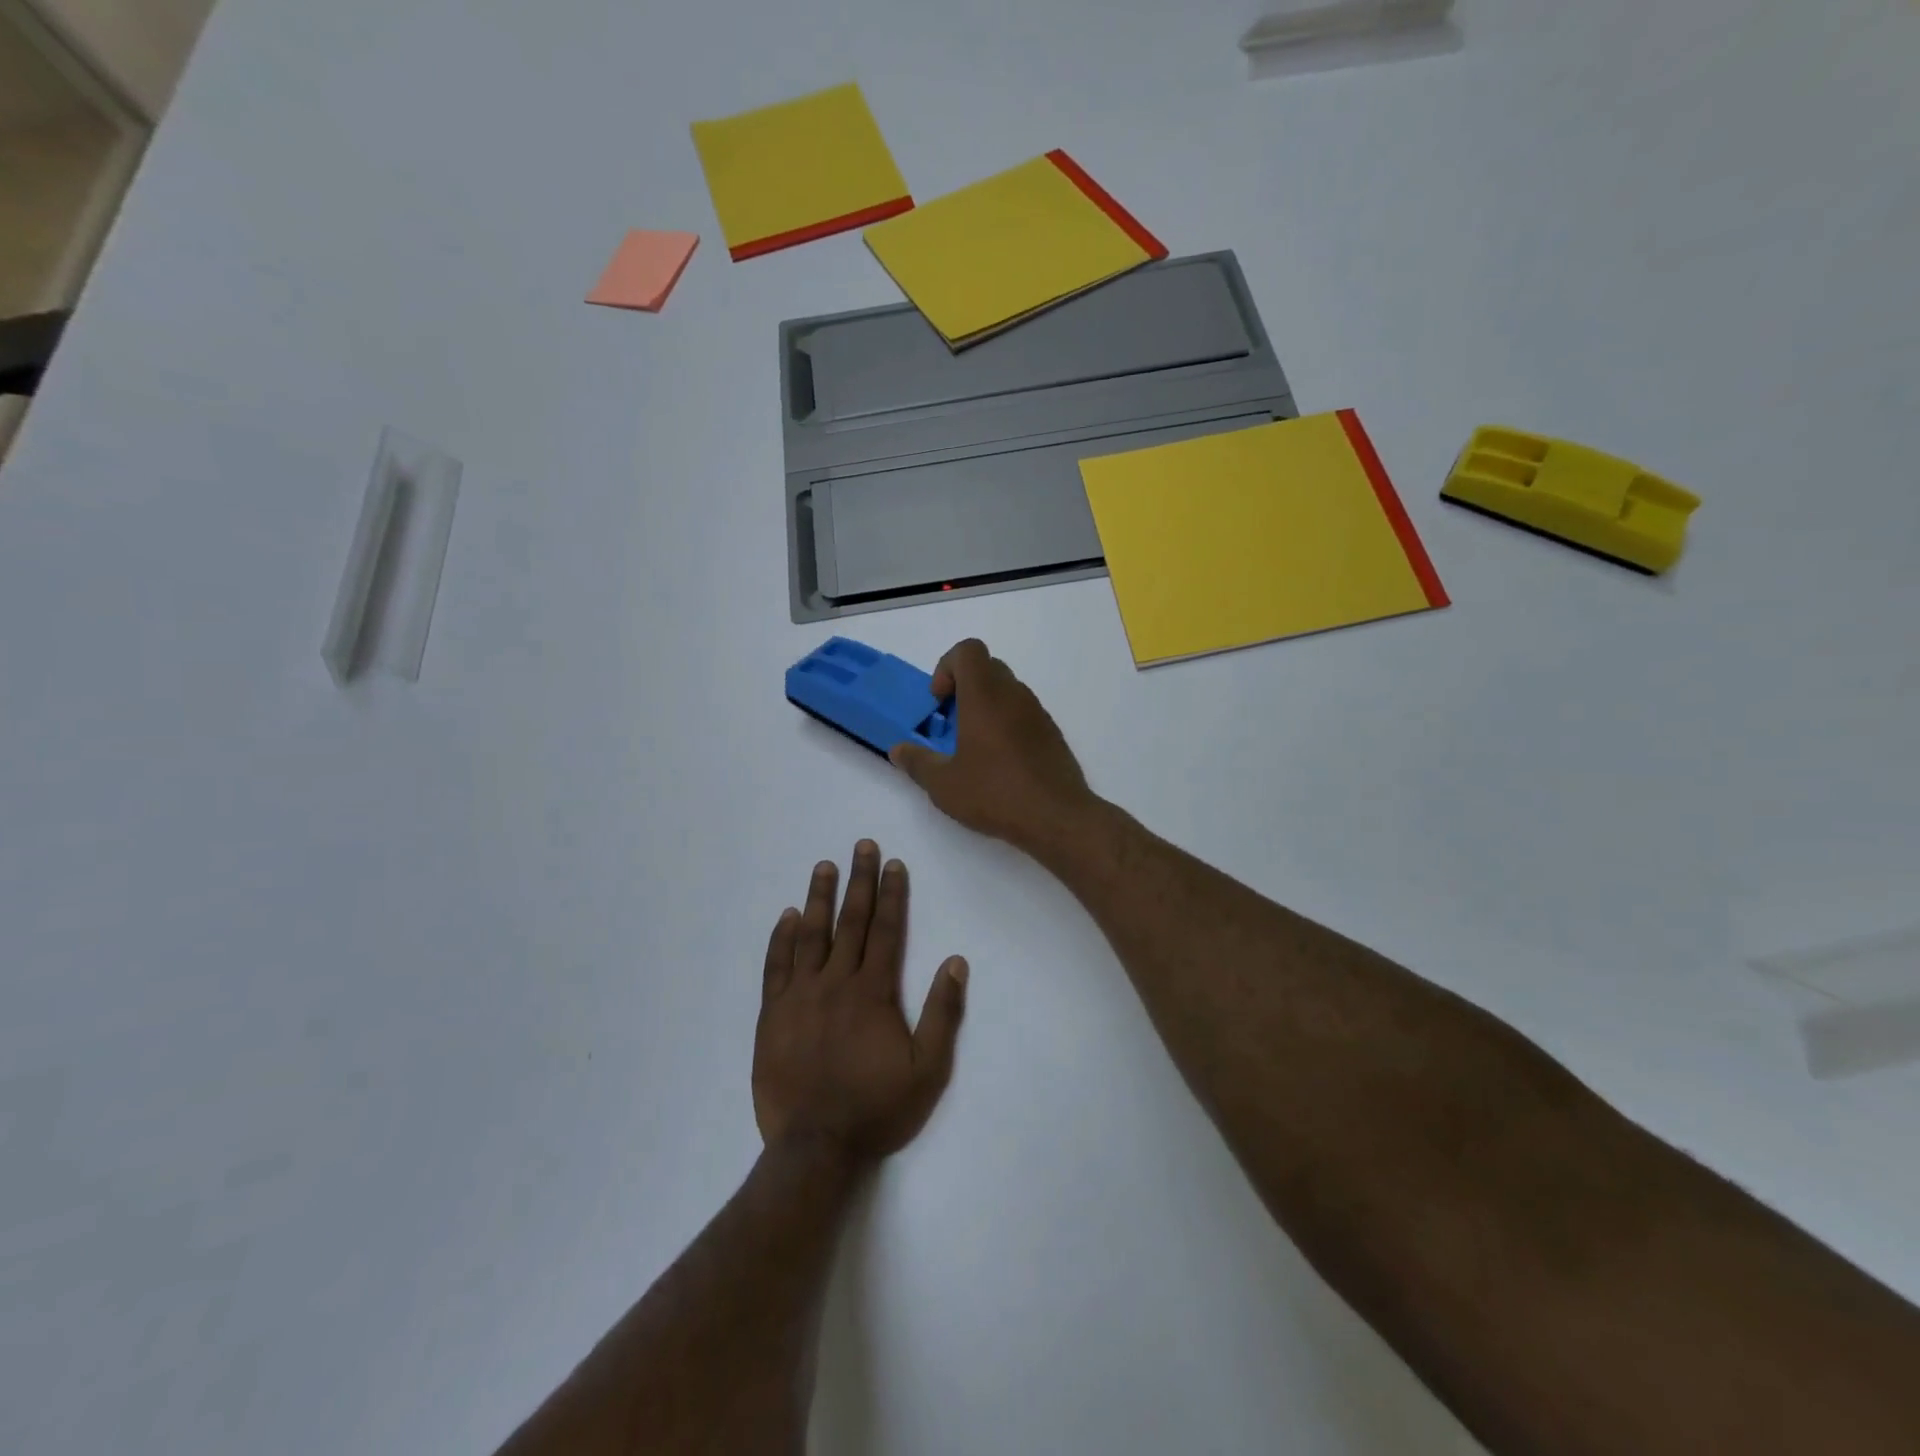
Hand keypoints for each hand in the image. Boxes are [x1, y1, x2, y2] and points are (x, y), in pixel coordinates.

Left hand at [753, 842, 967, 1162]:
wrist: (815, 1147)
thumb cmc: (877, 1107)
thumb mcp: (927, 1069)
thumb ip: (942, 1013)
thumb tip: (955, 962)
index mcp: (873, 992)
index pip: (885, 930)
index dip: (891, 894)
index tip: (893, 864)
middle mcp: (836, 982)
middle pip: (850, 922)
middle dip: (859, 881)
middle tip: (861, 846)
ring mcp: (800, 996)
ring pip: (811, 935)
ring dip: (819, 898)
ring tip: (824, 866)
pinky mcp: (773, 1014)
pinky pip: (776, 967)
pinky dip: (781, 939)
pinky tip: (787, 916)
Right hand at [889, 639, 1095, 850]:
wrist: (1057, 817)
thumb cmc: (995, 793)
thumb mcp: (944, 784)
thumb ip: (917, 762)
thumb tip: (898, 750)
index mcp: (985, 696)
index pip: (968, 650)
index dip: (947, 667)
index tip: (939, 702)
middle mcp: (1014, 695)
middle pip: (987, 667)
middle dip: (963, 687)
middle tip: (951, 723)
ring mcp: (1037, 712)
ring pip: (1007, 690)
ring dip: (985, 706)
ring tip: (972, 746)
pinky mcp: (1051, 733)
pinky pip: (1023, 712)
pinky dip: (1005, 723)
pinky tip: (999, 762)